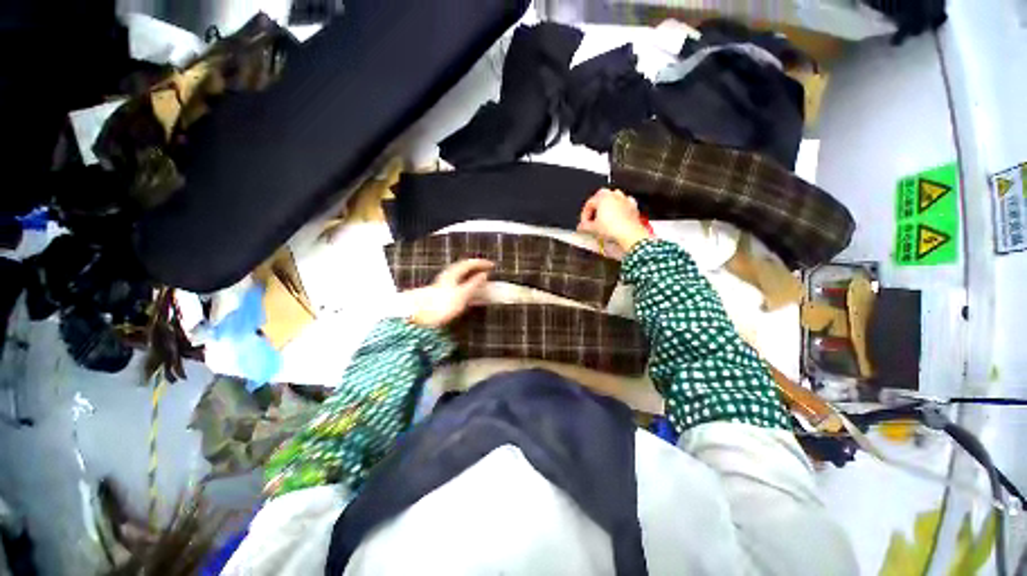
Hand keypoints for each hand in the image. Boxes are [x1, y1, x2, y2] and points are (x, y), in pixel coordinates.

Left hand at [407, 259, 493, 327]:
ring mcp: (443, 282)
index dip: (481, 263)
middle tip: (487, 269)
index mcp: (453, 273)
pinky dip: (466, 281)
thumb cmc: (443, 304)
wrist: (420, 316)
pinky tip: (469, 287)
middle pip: (464, 266)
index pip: (469, 263)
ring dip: (471, 273)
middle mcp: (448, 274)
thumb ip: (474, 284)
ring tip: (480, 277)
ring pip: (460, 273)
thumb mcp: (462, 294)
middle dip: (476, 267)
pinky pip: (458, 280)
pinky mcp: (441, 291)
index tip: (493, 265)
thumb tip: (484, 275)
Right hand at [577, 188, 651, 251]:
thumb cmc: (612, 228)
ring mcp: (624, 199)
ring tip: (604, 218)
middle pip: (601, 198)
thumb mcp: (593, 228)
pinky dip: (620, 209)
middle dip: (596, 208)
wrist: (629, 234)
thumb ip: (584, 226)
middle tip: (593, 219)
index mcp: (602, 197)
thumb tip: (581, 227)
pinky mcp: (633, 206)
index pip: (589, 204)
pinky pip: (624, 204)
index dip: (584, 214)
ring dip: (608, 206)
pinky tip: (617, 217)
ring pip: (613, 199)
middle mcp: (614, 195)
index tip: (584, 223)